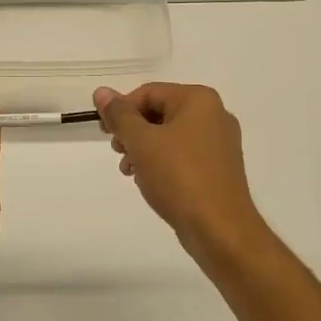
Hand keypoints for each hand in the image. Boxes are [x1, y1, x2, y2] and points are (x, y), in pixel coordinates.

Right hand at [94, 83, 269, 266]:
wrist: (219, 229)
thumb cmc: (179, 177)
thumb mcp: (141, 141)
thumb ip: (119, 115)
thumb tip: (101, 92)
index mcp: (198, 100)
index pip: (148, 93)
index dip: (121, 110)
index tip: (105, 133)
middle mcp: (214, 115)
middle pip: (159, 112)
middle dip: (132, 131)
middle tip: (117, 151)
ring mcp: (219, 143)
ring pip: (169, 135)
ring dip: (143, 148)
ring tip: (128, 170)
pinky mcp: (218, 167)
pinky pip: (182, 154)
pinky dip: (161, 161)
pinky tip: (147, 180)